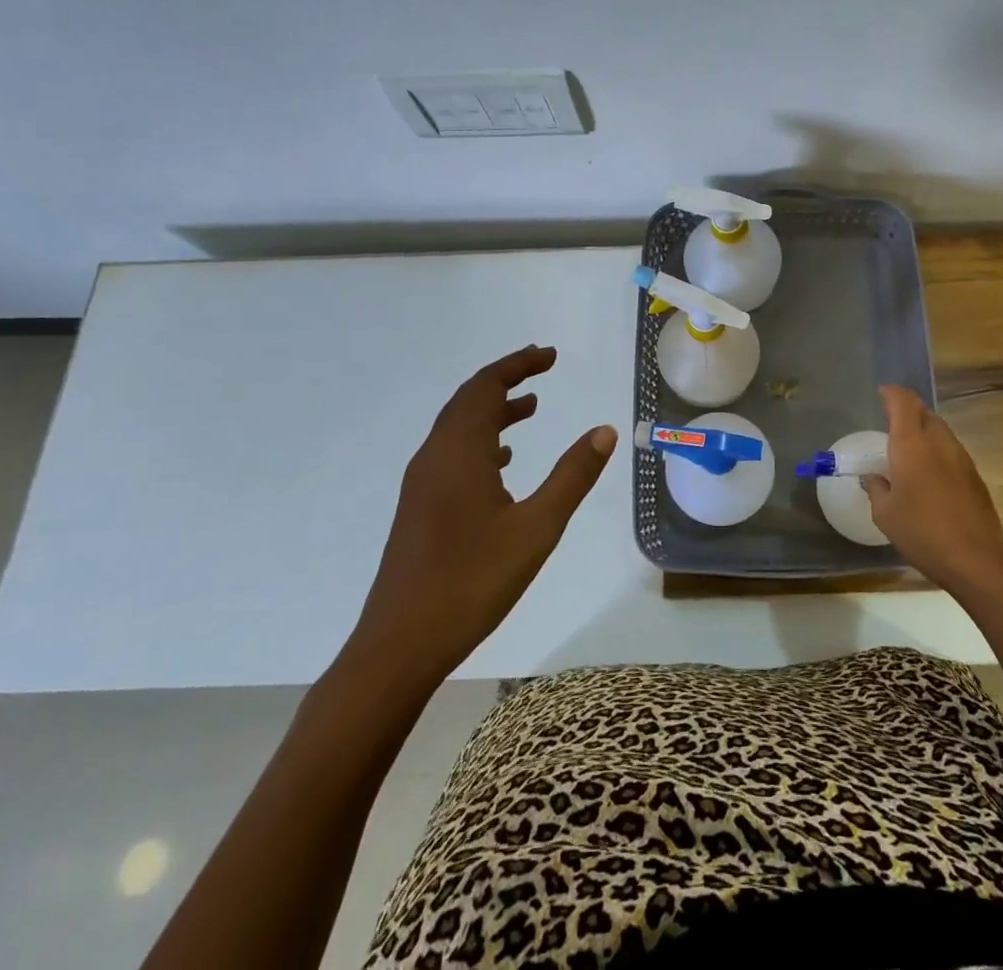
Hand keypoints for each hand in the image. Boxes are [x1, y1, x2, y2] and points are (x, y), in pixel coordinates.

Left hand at [347, 345, 617, 687]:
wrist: (398, 646)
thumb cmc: (472, 583)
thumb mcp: (537, 528)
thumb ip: (573, 476)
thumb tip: (605, 431)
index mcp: (460, 452)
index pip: (486, 386)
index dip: (518, 364)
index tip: (551, 356)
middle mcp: (436, 457)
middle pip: (468, 399)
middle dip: (506, 379)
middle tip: (543, 369)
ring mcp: (422, 483)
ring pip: (458, 427)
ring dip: (493, 410)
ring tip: (531, 407)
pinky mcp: (419, 507)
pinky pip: (452, 453)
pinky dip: (480, 440)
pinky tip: (503, 462)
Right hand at [862, 385, 1002, 597]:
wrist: (977, 559)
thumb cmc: (922, 532)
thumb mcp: (885, 514)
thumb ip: (876, 488)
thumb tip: (872, 477)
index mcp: (911, 444)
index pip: (903, 402)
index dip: (892, 393)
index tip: (882, 394)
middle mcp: (938, 442)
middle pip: (924, 412)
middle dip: (907, 412)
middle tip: (890, 425)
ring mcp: (961, 457)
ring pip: (940, 430)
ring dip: (923, 431)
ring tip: (908, 451)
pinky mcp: (974, 476)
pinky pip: (950, 451)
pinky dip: (936, 451)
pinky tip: (929, 474)